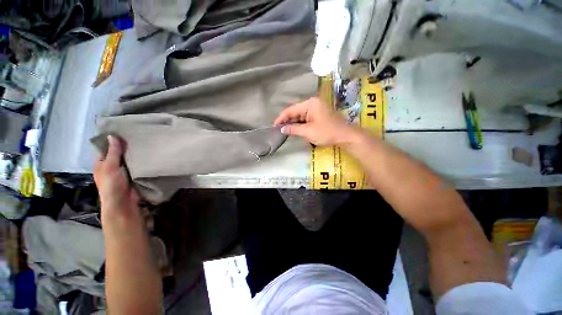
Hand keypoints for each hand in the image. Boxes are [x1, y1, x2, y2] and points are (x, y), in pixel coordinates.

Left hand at [94, 135, 138, 218]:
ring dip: (134, 153)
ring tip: (144, 141)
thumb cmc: (112, 185)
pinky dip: (140, 160)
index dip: (111, 139)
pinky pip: (136, 165)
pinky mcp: (133, 175)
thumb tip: (112, 135)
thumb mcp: (110, 167)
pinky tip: (147, 154)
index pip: (105, 148)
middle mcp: (111, 166)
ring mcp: (123, 171)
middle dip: (125, 145)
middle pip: (118, 153)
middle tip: (136, 134)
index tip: (122, 130)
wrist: (124, 203)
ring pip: (128, 159)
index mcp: (101, 163)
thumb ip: (113, 152)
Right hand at [274, 97, 358, 145]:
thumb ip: (293, 129)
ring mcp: (316, 108)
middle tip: (279, 130)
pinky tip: (296, 129)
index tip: (274, 126)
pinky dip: (301, 124)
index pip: (290, 110)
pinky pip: (306, 117)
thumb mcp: (308, 132)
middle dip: (287, 121)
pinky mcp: (319, 114)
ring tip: (286, 131)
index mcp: (309, 104)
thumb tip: (282, 129)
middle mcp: (312, 103)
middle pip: (295, 111)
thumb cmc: (327, 132)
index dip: (281, 118)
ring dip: (294, 123)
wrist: (346, 136)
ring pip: (300, 115)